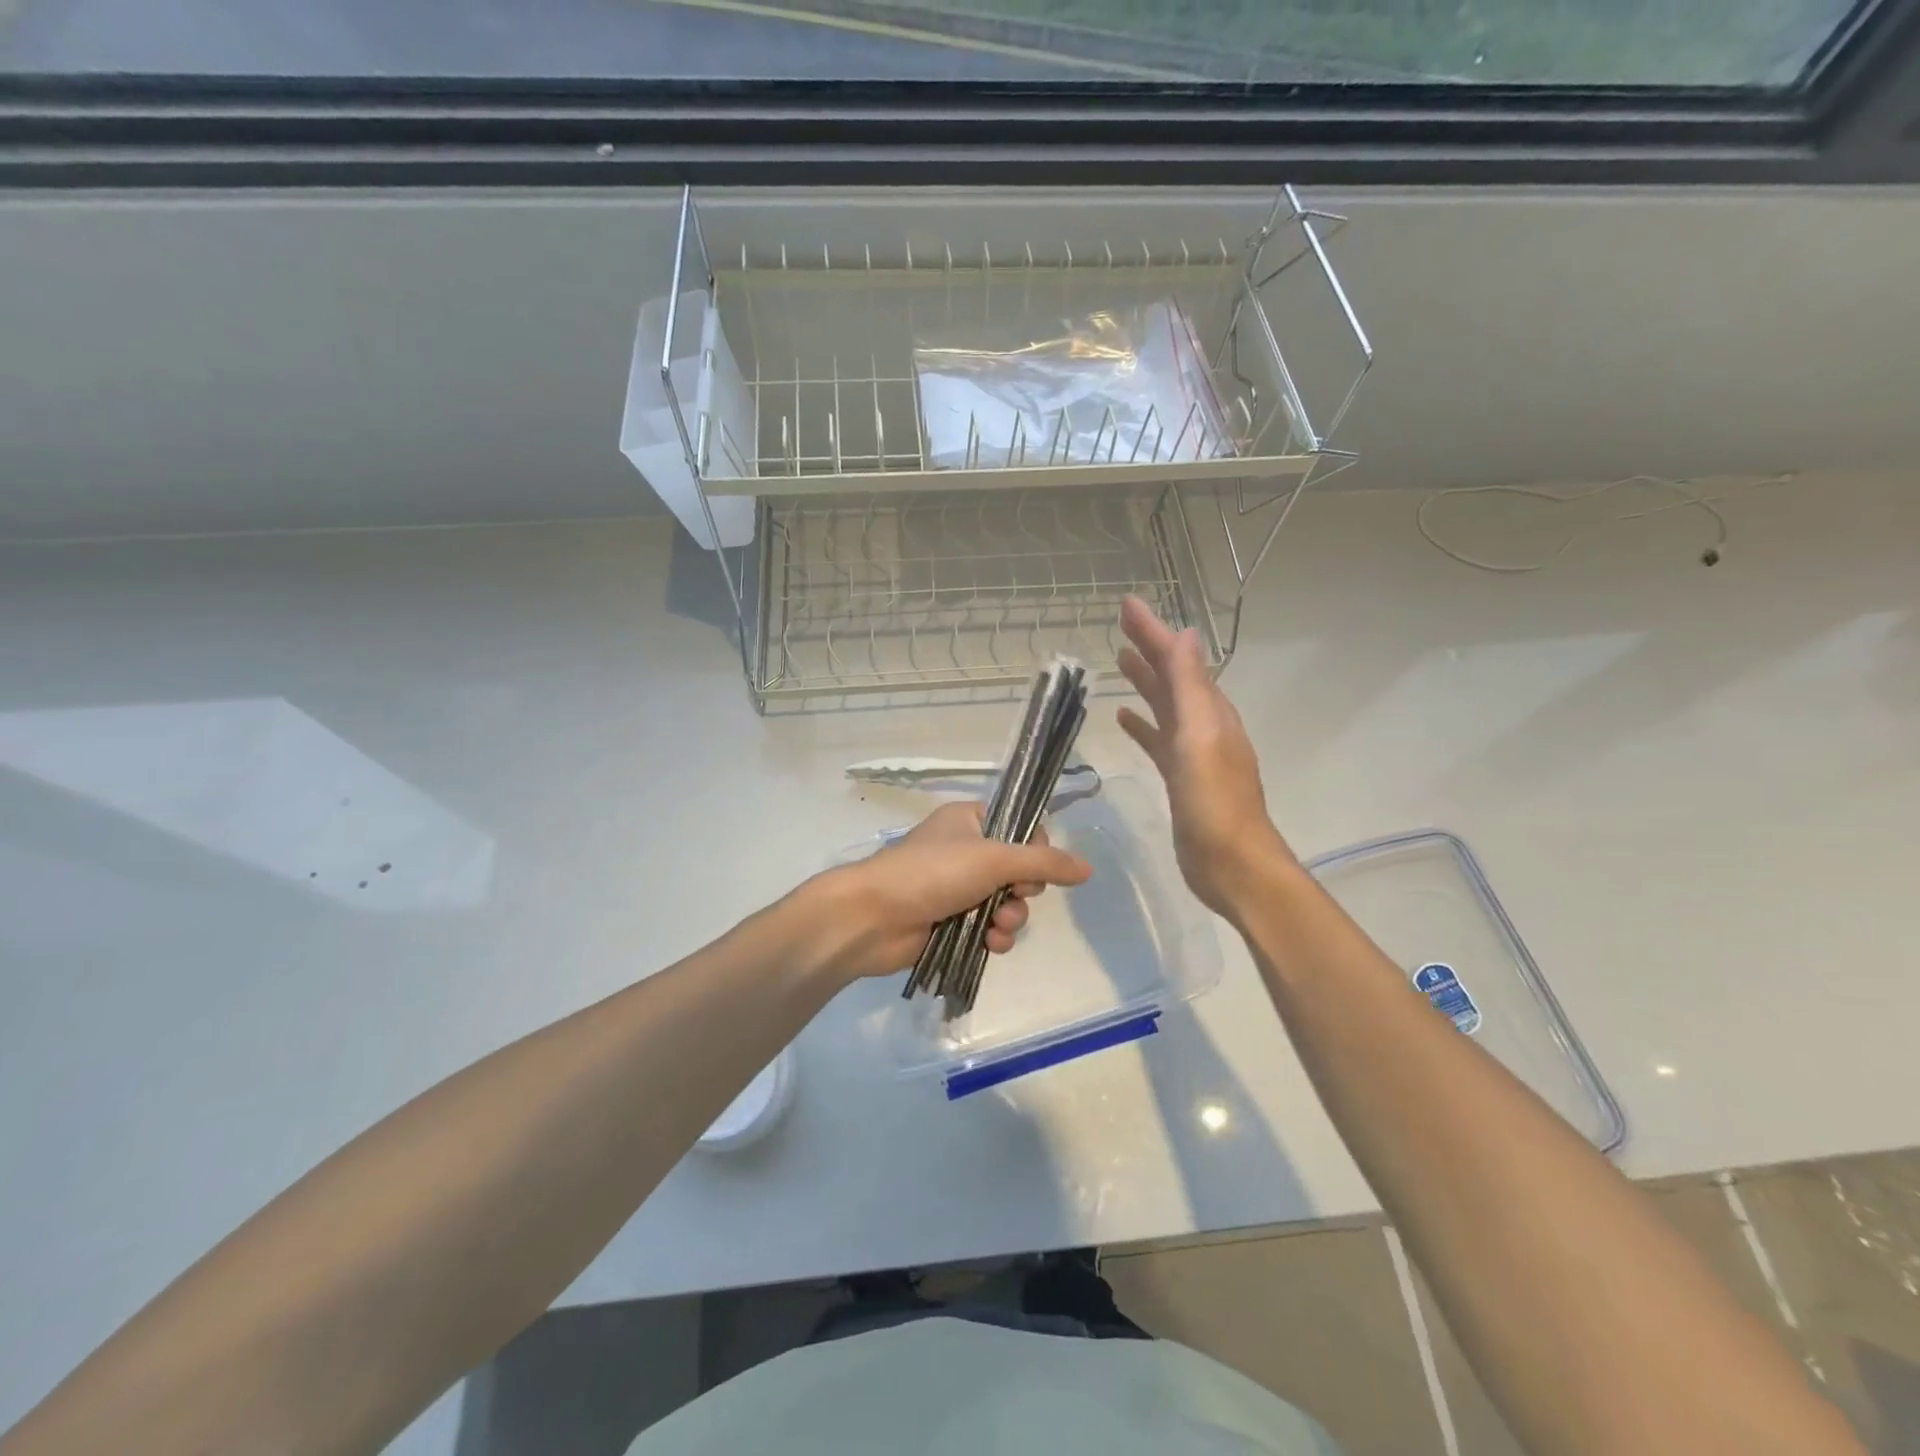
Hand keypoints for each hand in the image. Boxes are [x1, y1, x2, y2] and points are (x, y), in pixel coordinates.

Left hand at [806, 801, 1091, 981]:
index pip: (1021, 827)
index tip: (1034, 865)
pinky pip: (989, 928)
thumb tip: (1088, 868)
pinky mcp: (951, 922)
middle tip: (1011, 898)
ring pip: (1006, 903)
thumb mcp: (993, 858)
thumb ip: (1044, 863)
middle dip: (1022, 892)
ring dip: (1011, 918)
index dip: (1036, 849)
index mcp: (970, 820)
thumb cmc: (931, 873)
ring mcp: (957, 888)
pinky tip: (990, 944)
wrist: (873, 918)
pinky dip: (995, 937)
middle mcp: (965, 851)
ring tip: (996, 928)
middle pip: (1019, 870)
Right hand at [1116, 596, 1294, 916]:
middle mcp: (1204, 726)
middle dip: (1148, 649)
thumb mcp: (1201, 738)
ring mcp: (1193, 753)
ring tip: (1119, 661)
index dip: (1153, 631)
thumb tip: (1186, 634)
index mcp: (1210, 712)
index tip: (1127, 605)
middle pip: (1172, 678)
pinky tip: (1123, 720)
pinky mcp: (1181, 778)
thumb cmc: (1214, 802)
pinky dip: (1143, 726)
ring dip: (1145, 682)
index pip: (1178, 660)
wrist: (1231, 865)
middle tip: (1120, 625)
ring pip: (1165, 706)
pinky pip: (1158, 740)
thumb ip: (1191, 688)